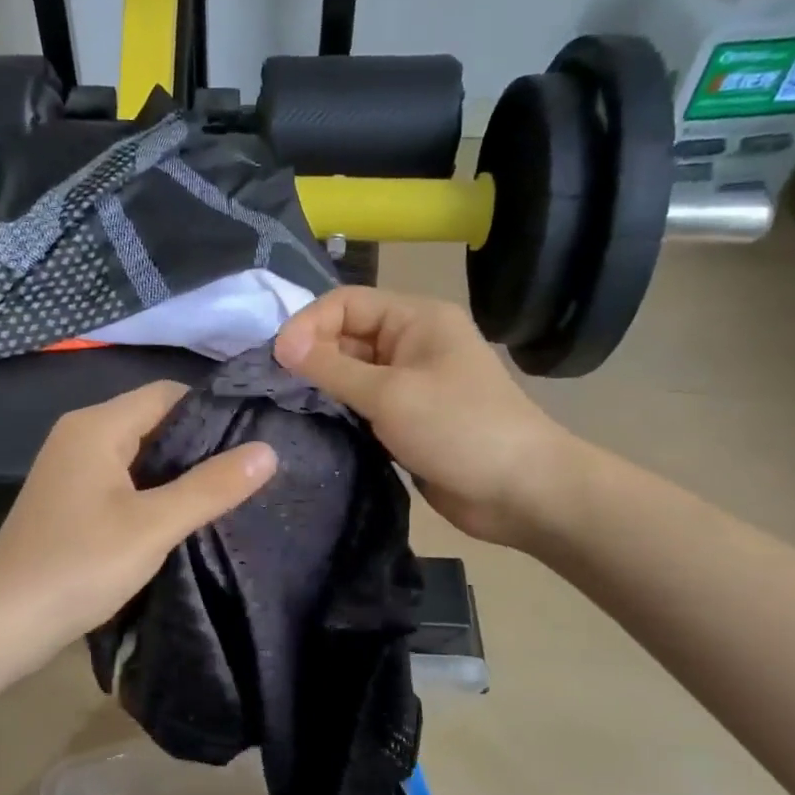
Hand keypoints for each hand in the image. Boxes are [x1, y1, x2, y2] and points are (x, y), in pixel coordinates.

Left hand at [0, 381, 276, 660]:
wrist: (2, 623)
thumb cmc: (79, 565)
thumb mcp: (154, 526)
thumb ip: (211, 487)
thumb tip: (268, 450)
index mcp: (97, 425)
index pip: (167, 393)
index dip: (213, 410)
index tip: (256, 438)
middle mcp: (80, 434)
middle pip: (153, 420)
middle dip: (200, 442)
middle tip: (249, 469)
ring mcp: (71, 467)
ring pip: (139, 452)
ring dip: (178, 469)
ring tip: (228, 491)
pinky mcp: (70, 498)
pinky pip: (122, 478)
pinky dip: (153, 489)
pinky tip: (183, 514)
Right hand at [274, 287, 582, 547]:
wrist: (519, 491)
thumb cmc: (458, 429)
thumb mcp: (390, 394)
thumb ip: (332, 368)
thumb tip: (281, 344)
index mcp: (417, 318)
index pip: (347, 303)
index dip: (309, 324)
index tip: (277, 359)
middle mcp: (412, 342)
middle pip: (348, 335)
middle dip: (312, 354)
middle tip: (275, 385)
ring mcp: (411, 382)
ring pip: (352, 372)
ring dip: (323, 384)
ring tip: (286, 403)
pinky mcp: (407, 418)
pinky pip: (363, 403)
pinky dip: (340, 410)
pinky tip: (314, 423)